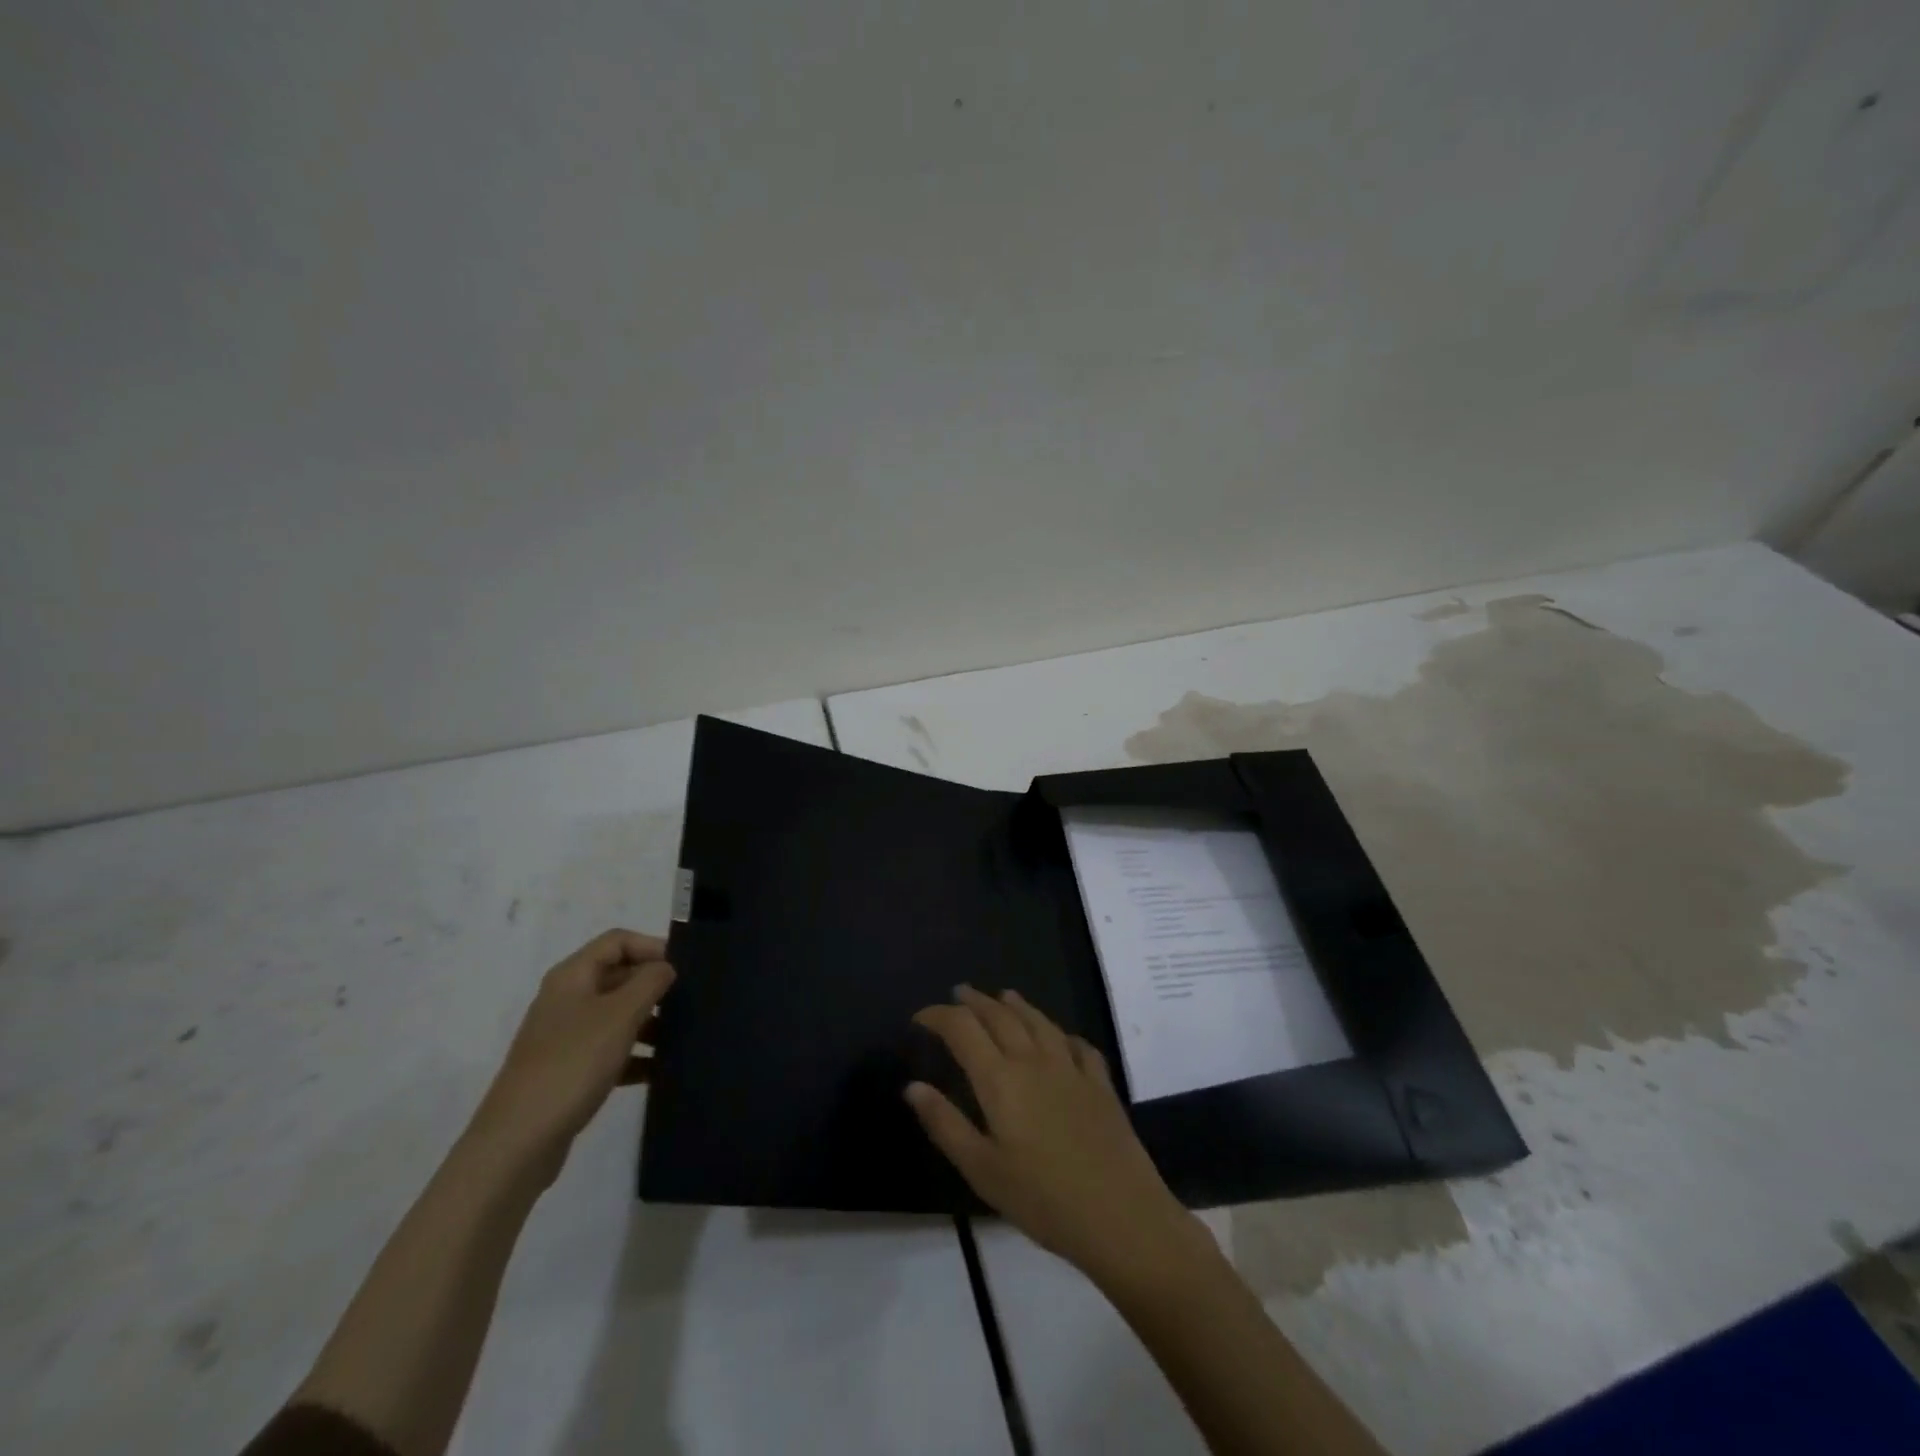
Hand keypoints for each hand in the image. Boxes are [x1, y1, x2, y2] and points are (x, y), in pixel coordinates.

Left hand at [467, 930, 675, 1182]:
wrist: (517, 1141)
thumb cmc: (573, 1064)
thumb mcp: (621, 1015)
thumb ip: (650, 982)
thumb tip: (665, 968)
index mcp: (572, 976)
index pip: (618, 941)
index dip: (652, 946)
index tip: (685, 969)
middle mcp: (566, 999)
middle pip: (618, 976)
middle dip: (654, 986)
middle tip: (690, 1002)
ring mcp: (565, 1036)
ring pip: (617, 1015)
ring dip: (649, 1021)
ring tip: (681, 1037)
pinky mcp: (568, 1070)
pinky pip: (610, 1050)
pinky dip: (635, 1055)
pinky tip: (659, 1070)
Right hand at [907, 986, 1202, 1284]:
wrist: (1120, 1215)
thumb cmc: (1042, 1198)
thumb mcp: (983, 1170)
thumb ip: (946, 1124)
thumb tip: (913, 1086)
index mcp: (1000, 1079)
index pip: (962, 1029)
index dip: (938, 1016)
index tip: (920, 1017)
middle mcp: (1033, 1060)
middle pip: (1000, 1016)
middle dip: (975, 1001)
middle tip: (959, 992)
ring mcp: (1071, 1068)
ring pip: (1039, 1022)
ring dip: (1017, 1005)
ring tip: (1004, 995)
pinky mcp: (1100, 1084)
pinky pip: (1078, 1045)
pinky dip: (1062, 1034)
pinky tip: (1061, 1038)